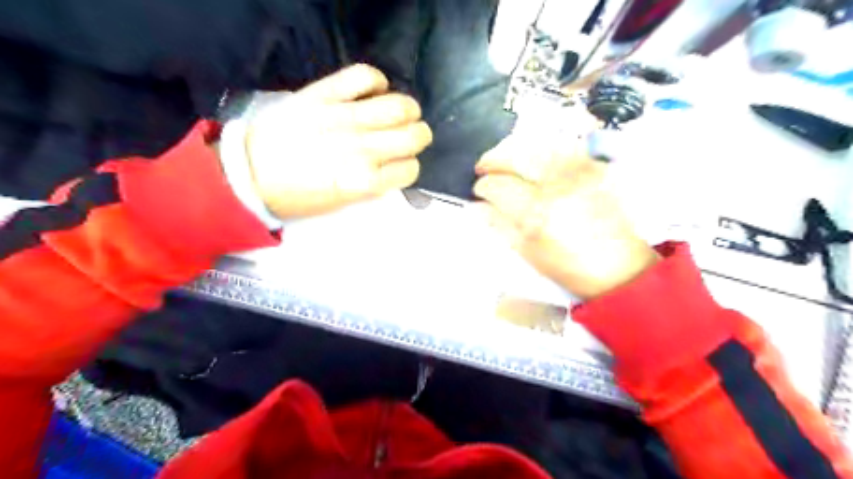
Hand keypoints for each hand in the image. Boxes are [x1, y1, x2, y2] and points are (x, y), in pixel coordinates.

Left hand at [246, 63, 433, 218]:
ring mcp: (343, 118)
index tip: (400, 166)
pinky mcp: (323, 94)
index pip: (410, 169)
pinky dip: (377, 81)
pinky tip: (375, 91)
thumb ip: (371, 187)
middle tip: (407, 138)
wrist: (248, 174)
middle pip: (414, 136)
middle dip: (418, 138)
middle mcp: (361, 148)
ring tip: (398, 113)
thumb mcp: (340, 204)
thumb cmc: (296, 197)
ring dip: (408, 110)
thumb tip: (392, 170)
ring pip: (399, 105)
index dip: (409, 168)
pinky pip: (364, 76)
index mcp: (364, 181)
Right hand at [473, 135, 657, 299]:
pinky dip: (539, 147)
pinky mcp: (594, 166)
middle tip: (482, 167)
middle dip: (492, 159)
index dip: (482, 186)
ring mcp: (578, 170)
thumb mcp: (526, 252)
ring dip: (513, 149)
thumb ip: (498, 224)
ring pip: (536, 145)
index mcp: (537, 212)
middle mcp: (557, 184)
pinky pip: (560, 145)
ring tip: (503, 160)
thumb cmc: (569, 267)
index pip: (498, 185)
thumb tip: (477, 205)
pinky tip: (531, 158)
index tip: (478, 190)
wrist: (619, 266)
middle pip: (515, 156)